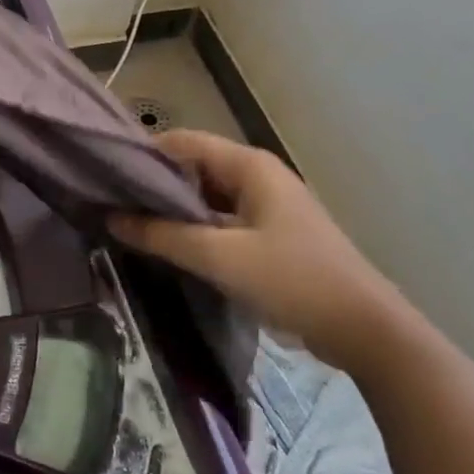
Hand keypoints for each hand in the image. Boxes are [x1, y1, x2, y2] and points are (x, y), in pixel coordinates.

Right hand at [109, 130, 405, 372]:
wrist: (366, 330)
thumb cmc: (293, 280)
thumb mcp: (220, 257)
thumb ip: (162, 235)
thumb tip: (111, 217)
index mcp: (249, 165)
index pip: (182, 142)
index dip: (144, 154)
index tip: (106, 176)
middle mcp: (257, 175)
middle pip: (193, 167)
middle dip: (155, 184)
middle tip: (113, 204)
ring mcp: (267, 204)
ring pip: (206, 195)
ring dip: (174, 208)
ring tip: (132, 225)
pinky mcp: (271, 233)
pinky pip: (221, 218)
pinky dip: (195, 227)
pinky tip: (170, 246)